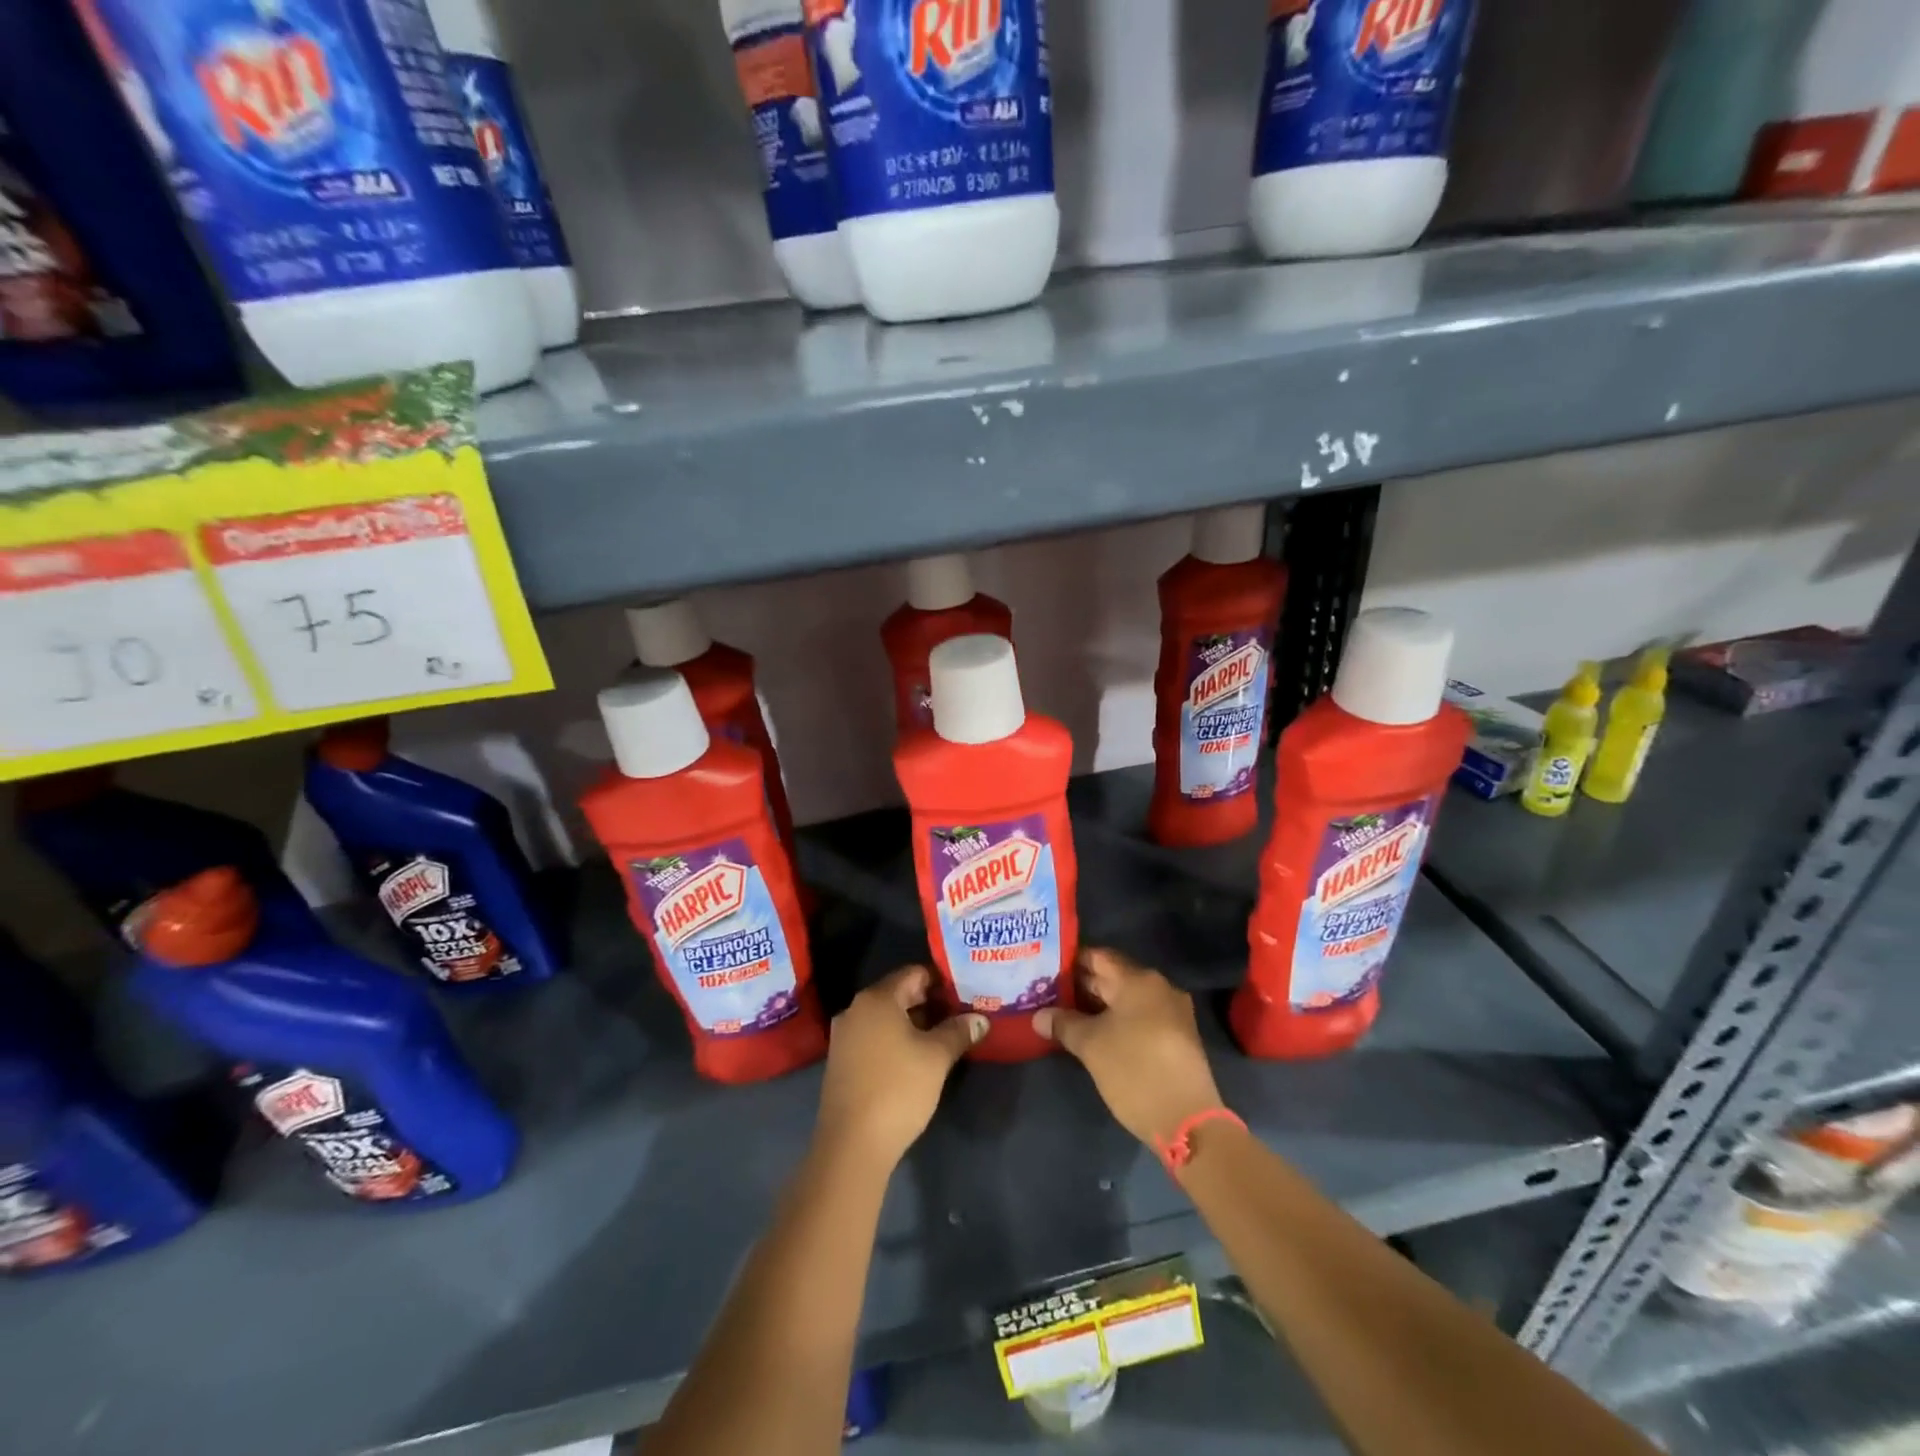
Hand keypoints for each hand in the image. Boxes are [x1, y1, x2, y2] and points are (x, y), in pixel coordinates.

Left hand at [815, 966, 985, 1170]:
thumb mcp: (936, 1057)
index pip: (914, 973)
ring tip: (945, 1038)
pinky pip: (874, 1038)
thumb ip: (958, 1031)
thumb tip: (980, 1019)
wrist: (852, 1145)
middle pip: (899, 994)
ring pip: (887, 1018)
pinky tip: (917, 1059)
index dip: (942, 981)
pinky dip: (896, 1041)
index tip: (965, 994)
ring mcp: (845, 1037)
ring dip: (914, 1024)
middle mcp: (855, 1009)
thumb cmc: (898, 1089)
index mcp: (876, 999)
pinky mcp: (842, 1062)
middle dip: (930, 1003)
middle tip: (961, 1016)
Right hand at [1035, 948, 1225, 1146]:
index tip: (1046, 969)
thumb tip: (1038, 1016)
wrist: (1187, 1122)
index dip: (1071, 961)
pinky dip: (1116, 1021)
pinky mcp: (1176, 1037)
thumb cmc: (1134, 1070)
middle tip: (1047, 993)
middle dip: (1081, 985)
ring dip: (1098, 1006)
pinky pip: (1139, 1017)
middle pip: (1113, 977)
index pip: (1098, 957)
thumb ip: (1063, 1024)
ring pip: (1126, 1000)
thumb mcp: (1090, 1045)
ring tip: (1064, 1014)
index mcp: (1139, 980)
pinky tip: (1094, 1034)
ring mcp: (1172, 1013)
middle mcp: (1159, 987)